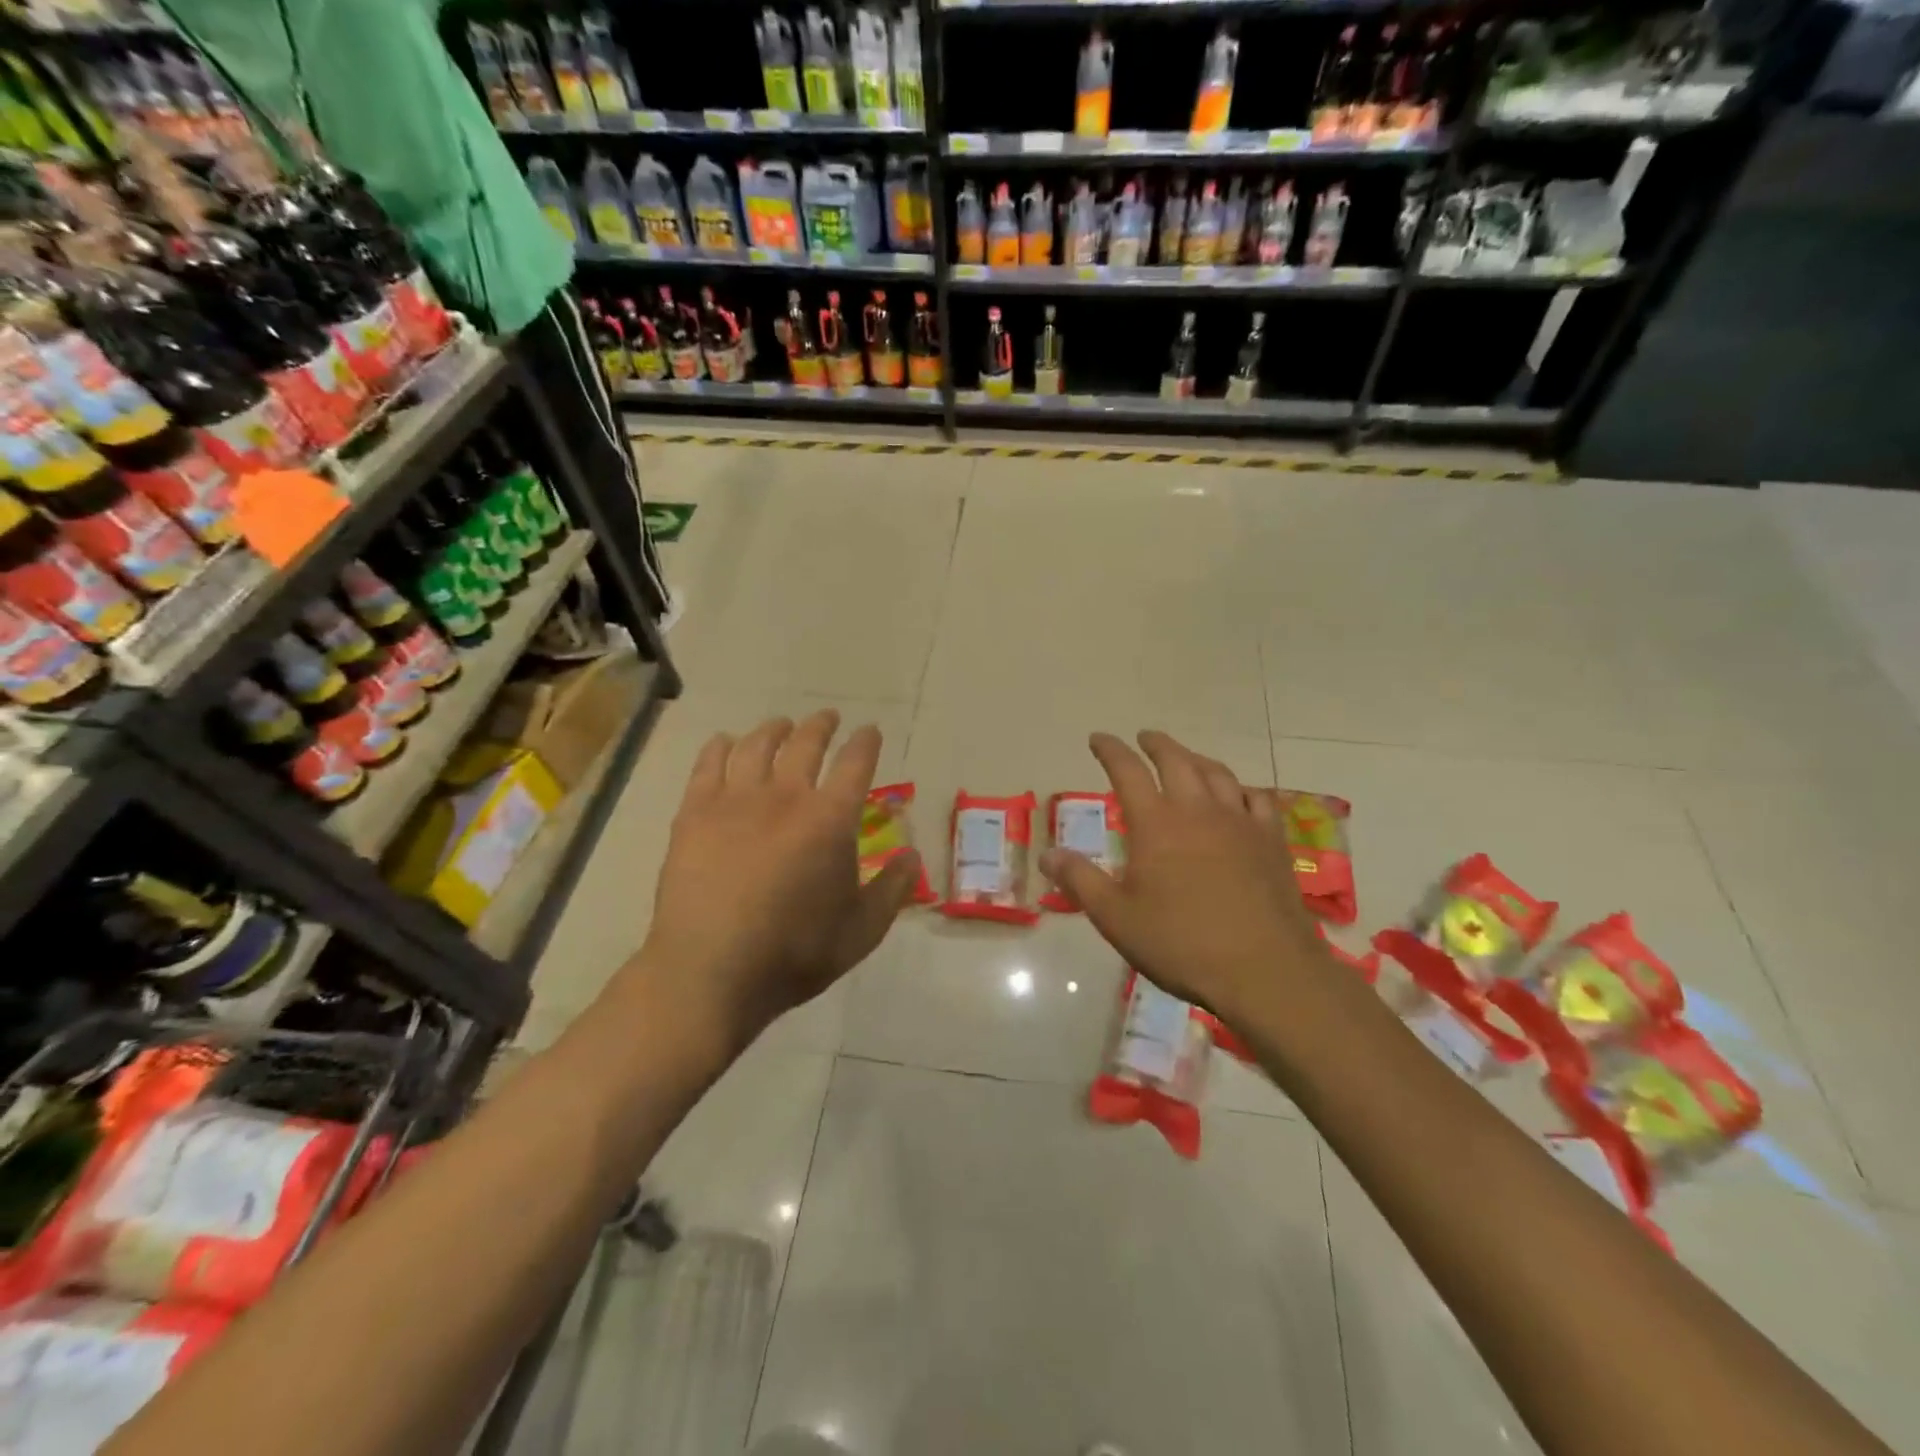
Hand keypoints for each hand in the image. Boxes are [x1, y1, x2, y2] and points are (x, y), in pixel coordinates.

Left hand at [637, 710, 920, 1052]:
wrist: (711, 971)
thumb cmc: (794, 953)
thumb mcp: (862, 931)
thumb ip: (893, 889)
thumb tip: (914, 855)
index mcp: (831, 819)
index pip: (856, 763)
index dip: (866, 742)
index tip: (870, 731)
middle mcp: (785, 796)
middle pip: (806, 744)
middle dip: (821, 726)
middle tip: (828, 718)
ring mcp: (735, 801)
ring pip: (756, 746)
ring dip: (773, 729)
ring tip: (781, 724)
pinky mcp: (694, 813)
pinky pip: (708, 765)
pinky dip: (720, 747)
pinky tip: (725, 742)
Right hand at [1040, 731, 1328, 1028]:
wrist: (1265, 970)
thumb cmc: (1181, 944)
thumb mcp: (1116, 918)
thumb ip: (1080, 880)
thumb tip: (1047, 854)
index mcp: (1156, 824)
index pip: (1127, 771)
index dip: (1110, 750)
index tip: (1098, 739)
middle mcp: (1198, 811)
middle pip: (1176, 760)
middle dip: (1156, 744)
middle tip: (1144, 738)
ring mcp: (1240, 823)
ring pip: (1217, 773)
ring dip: (1196, 758)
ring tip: (1186, 757)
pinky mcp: (1272, 842)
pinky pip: (1258, 799)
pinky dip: (1242, 788)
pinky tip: (1239, 795)